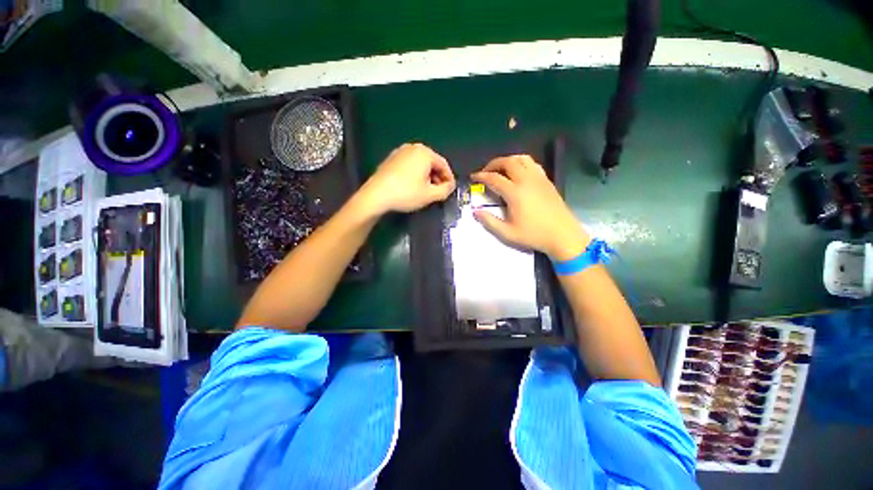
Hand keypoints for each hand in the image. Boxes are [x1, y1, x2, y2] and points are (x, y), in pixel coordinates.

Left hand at [357, 143, 455, 215]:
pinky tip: (413, 187)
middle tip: (438, 191)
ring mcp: (400, 152)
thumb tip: (450, 186)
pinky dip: (415, 174)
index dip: (449, 178)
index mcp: (424, 153)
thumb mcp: (430, 195)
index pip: (444, 164)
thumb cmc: (406, 193)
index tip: (450, 189)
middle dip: (437, 177)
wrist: (376, 195)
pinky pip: (409, 165)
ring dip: (427, 177)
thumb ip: (445, 190)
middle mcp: (413, 148)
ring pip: (420, 164)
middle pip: (432, 163)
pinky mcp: (391, 159)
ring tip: (426, 191)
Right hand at [471, 155, 589, 260]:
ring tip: (500, 169)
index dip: (481, 176)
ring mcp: (539, 179)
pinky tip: (518, 173)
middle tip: (485, 172)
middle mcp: (526, 181)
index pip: (494, 178)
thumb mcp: (507, 233)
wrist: (563, 235)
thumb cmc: (534, 235)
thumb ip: (489, 221)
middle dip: (493, 164)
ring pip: (521, 158)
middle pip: (508, 162)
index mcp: (515, 193)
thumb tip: (475, 211)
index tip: (473, 177)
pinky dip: (521, 163)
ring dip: (508, 160)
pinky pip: (532, 164)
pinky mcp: (547, 180)